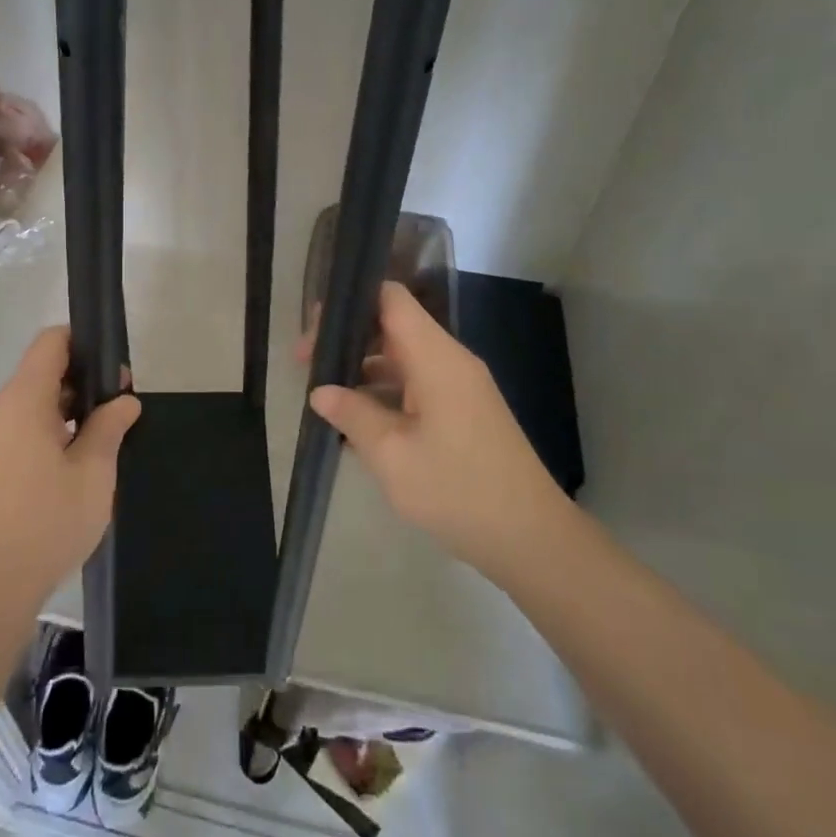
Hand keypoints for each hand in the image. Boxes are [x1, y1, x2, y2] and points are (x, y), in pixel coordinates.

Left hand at [0, 326, 140, 613]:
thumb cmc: (45, 523)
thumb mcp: (93, 474)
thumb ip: (109, 427)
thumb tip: (123, 400)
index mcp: (23, 399)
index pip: (51, 342)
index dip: (85, 343)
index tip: (115, 371)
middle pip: (42, 372)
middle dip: (83, 383)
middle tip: (120, 411)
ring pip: (32, 404)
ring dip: (67, 412)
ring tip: (102, 441)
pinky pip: (20, 430)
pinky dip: (48, 433)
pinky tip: (73, 467)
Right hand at [307, 282, 559, 573]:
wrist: (530, 538)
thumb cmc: (456, 489)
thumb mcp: (391, 454)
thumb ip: (352, 414)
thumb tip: (320, 391)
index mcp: (436, 357)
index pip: (391, 298)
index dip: (350, 301)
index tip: (314, 328)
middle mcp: (450, 360)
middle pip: (393, 326)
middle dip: (348, 339)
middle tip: (306, 364)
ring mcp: (460, 386)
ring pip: (403, 358)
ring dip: (363, 369)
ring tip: (323, 393)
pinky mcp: (464, 411)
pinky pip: (417, 384)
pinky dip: (385, 392)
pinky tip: (357, 420)